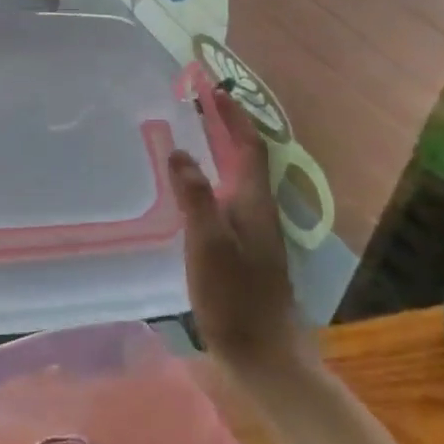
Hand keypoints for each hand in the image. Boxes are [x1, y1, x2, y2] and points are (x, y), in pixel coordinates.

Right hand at [168, 90, 308, 377]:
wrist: (263, 353)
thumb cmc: (235, 297)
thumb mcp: (208, 244)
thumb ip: (195, 196)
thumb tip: (180, 152)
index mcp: (254, 202)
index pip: (248, 145)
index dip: (232, 116)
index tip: (212, 89)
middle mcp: (258, 210)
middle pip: (245, 158)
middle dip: (226, 127)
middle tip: (198, 105)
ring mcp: (254, 231)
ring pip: (237, 178)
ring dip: (220, 151)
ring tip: (193, 136)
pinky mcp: (244, 249)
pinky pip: (228, 198)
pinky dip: (213, 179)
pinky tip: (193, 191)